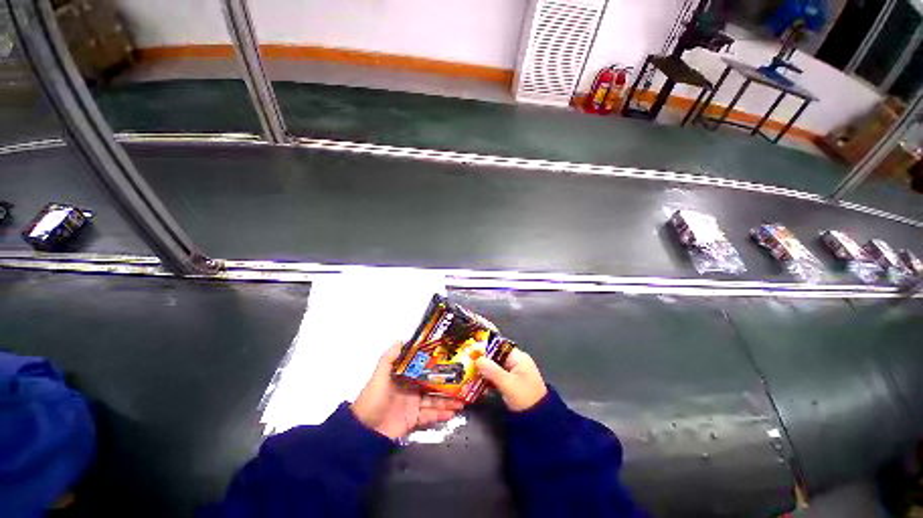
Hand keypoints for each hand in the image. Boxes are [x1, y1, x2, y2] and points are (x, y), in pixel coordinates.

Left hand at [351, 342, 463, 439]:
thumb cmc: (373, 399)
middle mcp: (411, 389)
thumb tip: (402, 339)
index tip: (451, 361)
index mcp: (405, 377)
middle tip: (463, 382)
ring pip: (434, 401)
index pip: (424, 369)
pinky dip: (441, 415)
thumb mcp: (379, 375)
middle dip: (447, 384)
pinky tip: (452, 413)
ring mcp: (413, 405)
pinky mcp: (413, 420)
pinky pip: (430, 416)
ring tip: (463, 400)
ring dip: (448, 401)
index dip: (437, 366)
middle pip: (432, 385)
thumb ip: (390, 358)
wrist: (364, 431)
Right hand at [475, 348, 547, 411]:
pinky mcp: (511, 383)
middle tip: (468, 363)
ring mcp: (514, 372)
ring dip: (484, 371)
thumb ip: (492, 371)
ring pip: (495, 367)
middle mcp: (516, 362)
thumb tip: (478, 359)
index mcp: (518, 358)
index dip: (486, 348)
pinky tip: (478, 383)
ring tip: (470, 373)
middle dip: (483, 360)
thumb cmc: (525, 398)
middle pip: (496, 356)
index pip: (499, 347)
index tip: (472, 351)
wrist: (540, 421)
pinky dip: (489, 379)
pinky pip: (497, 376)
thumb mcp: (508, 384)